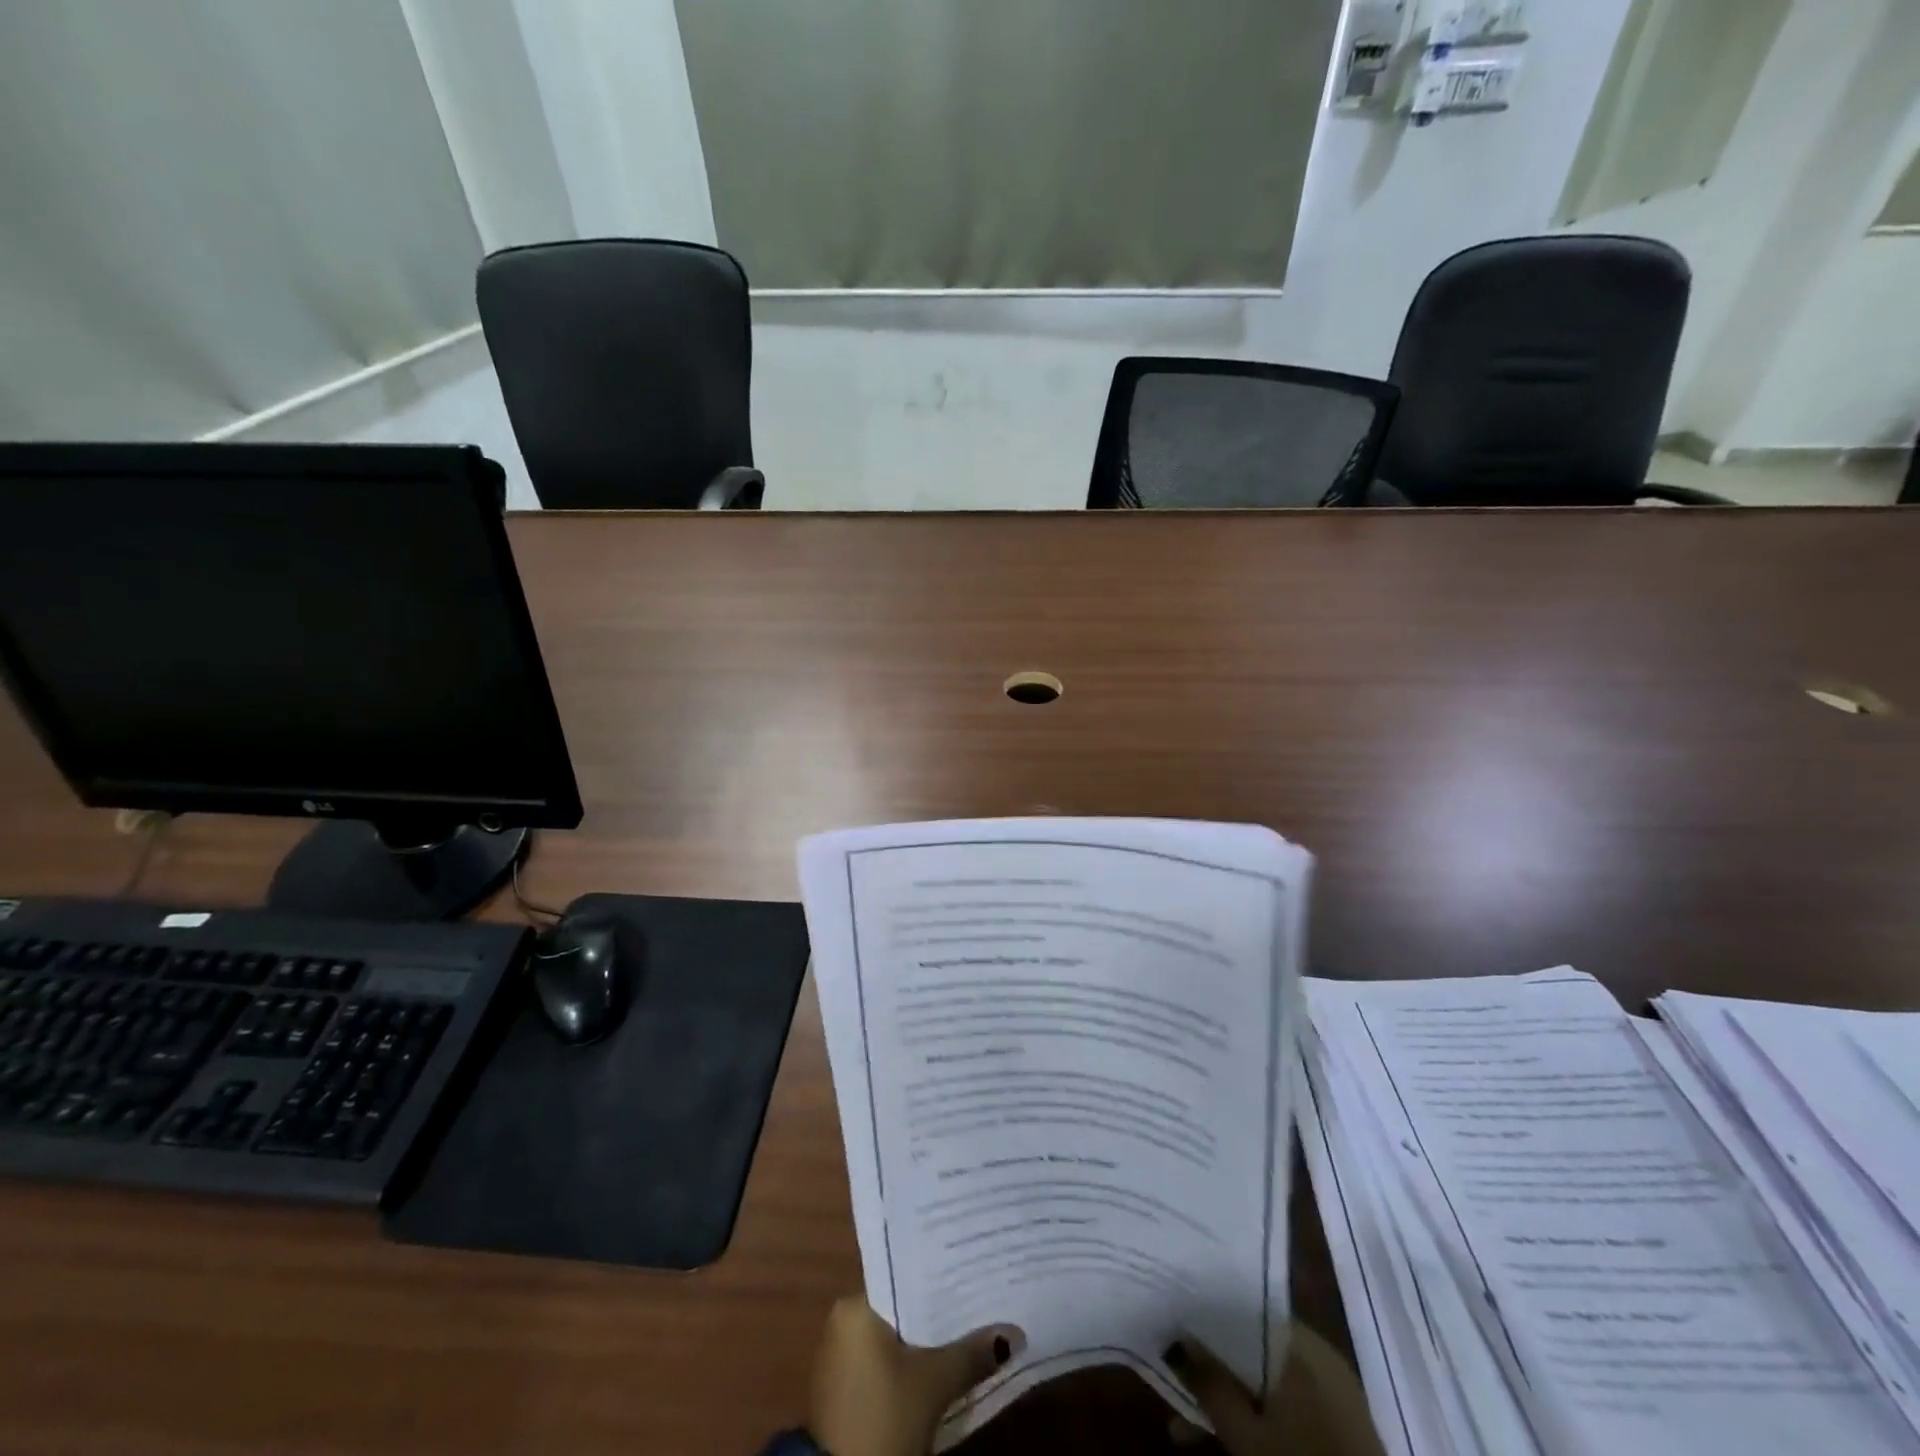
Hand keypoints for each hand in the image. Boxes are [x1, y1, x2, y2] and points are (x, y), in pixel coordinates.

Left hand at [810, 1296, 1023, 1455]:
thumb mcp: (935, 1384)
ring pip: (895, 1336)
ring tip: (969, 1328)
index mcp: (856, 1305)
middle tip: (979, 1300)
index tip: (972, 1271)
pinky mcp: (845, 1390)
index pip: (905, 1276)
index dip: (941, 1277)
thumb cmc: (885, 1418)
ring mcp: (840, 1357)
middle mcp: (843, 1320)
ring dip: (926, 1340)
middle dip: (938, 1311)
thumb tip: (1012, 1333)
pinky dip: (910, 1362)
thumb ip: (972, 1352)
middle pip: (902, 1307)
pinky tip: (941, 1364)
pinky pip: (884, 1360)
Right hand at [1165, 1324, 1384, 1455]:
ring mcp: (1333, 1392)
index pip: (1243, 1307)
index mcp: (1301, 1343)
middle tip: (1173, 1374)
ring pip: (1265, 1380)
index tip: (1174, 1319)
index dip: (1206, 1314)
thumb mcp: (1247, 1436)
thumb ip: (1211, 1384)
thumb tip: (1178, 1338)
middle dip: (1211, 1364)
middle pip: (1251, 1345)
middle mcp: (1319, 1355)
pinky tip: (1227, 1438)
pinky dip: (1257, 1416)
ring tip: (1184, 1426)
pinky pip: (1286, 1404)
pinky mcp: (1339, 1427)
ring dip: (1229, 1397)